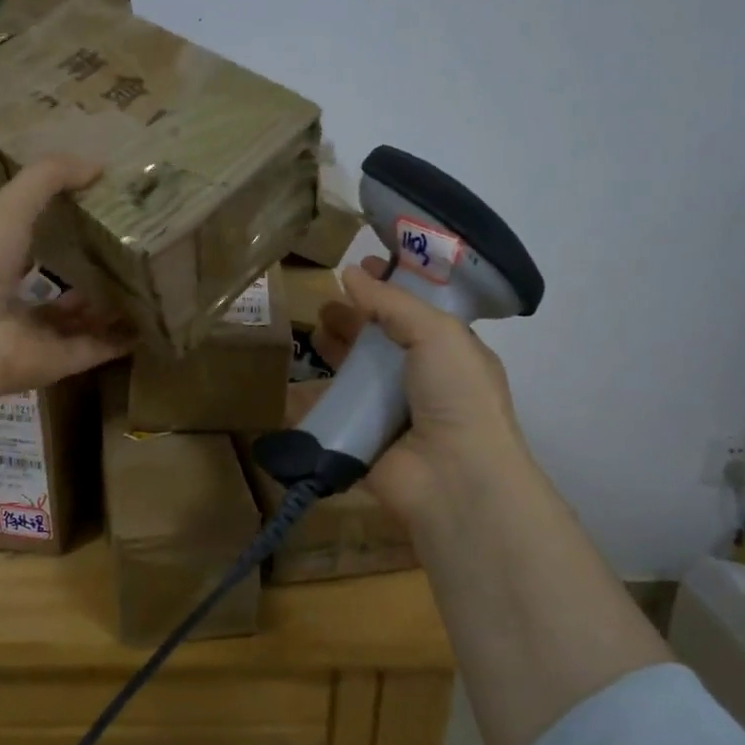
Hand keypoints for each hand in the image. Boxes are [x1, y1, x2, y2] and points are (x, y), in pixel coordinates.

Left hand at [0, 156, 132, 394]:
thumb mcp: (11, 204)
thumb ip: (49, 178)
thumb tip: (100, 165)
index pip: (29, 239)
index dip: (58, 224)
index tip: (99, 209)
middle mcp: (12, 298)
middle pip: (56, 285)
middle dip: (87, 271)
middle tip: (130, 251)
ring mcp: (34, 334)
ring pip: (77, 321)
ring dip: (106, 306)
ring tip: (145, 284)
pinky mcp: (57, 363)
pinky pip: (94, 349)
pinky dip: (119, 340)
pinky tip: (149, 324)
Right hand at [310, 257, 528, 539]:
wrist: (453, 478)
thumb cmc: (456, 395)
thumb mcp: (437, 334)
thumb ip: (393, 303)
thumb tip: (351, 273)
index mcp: (450, 353)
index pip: (415, 312)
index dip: (389, 288)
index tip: (358, 266)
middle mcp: (421, 381)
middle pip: (380, 342)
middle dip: (354, 320)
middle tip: (324, 302)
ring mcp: (391, 414)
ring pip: (355, 376)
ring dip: (334, 353)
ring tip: (311, 331)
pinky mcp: (362, 442)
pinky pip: (332, 415)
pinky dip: (310, 400)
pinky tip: (289, 383)